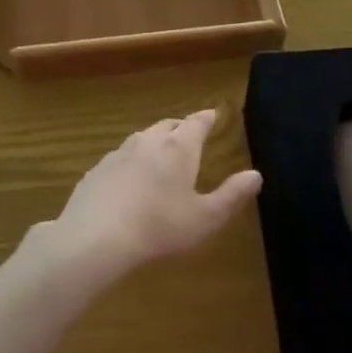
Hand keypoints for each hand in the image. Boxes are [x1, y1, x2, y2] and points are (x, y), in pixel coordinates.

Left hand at [39, 108, 261, 286]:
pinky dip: (131, 160)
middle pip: (168, 125)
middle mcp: (148, 142)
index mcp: (178, 148)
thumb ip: (232, 195)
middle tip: (189, 134)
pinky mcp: (97, 170)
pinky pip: (120, 157)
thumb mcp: (205, 218)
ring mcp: (119, 154)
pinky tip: (129, 178)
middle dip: (181, 127)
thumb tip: (255, 174)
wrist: (96, 237)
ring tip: (160, 153)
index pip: (196, 123)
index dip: (207, 118)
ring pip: (141, 138)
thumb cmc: (159, 227)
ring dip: (154, 141)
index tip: (213, 114)